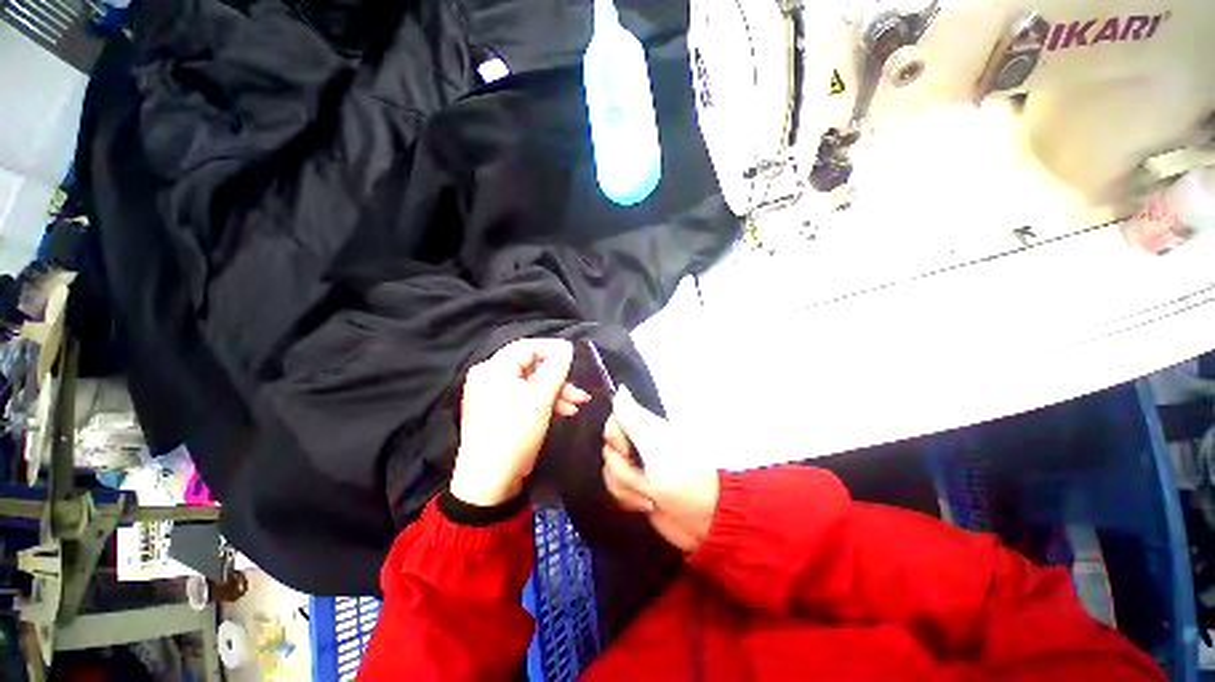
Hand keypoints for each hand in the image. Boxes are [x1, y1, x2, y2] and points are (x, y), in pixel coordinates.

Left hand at [451, 339, 589, 505]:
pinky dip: (545, 402)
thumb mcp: (540, 400)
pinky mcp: (500, 411)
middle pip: (531, 366)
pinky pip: (526, 397)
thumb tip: (567, 349)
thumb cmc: (514, 434)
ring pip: (531, 383)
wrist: (490, 483)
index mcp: (493, 369)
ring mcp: (493, 395)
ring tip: (577, 404)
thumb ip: (555, 370)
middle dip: (558, 378)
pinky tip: (564, 411)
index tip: (574, 356)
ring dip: (556, 392)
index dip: (552, 349)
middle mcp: (490, 377)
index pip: (526, 347)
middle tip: (579, 391)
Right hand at [602, 387, 718, 552]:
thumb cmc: (682, 474)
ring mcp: (637, 469)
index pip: (612, 424)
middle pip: (608, 451)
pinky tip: (647, 504)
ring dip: (630, 489)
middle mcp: (638, 446)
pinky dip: (631, 500)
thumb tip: (621, 388)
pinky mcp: (635, 490)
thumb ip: (632, 417)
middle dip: (625, 471)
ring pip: (610, 474)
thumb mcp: (655, 443)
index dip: (616, 439)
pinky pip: (616, 492)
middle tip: (647, 476)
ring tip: (652, 495)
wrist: (702, 517)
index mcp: (645, 429)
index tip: (628, 450)